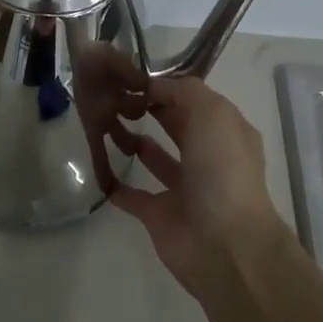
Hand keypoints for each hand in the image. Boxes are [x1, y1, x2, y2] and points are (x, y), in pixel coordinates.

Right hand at [109, 77, 288, 299]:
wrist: (223, 243)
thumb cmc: (222, 172)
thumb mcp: (212, 115)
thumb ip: (183, 92)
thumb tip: (153, 86)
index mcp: (225, 133)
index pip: (194, 101)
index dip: (166, 87)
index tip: (131, 78)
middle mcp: (207, 158)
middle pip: (176, 126)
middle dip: (150, 110)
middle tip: (113, 97)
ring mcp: (183, 188)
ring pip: (155, 158)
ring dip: (134, 142)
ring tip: (105, 125)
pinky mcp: (159, 215)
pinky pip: (132, 195)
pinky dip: (115, 184)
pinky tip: (97, 167)